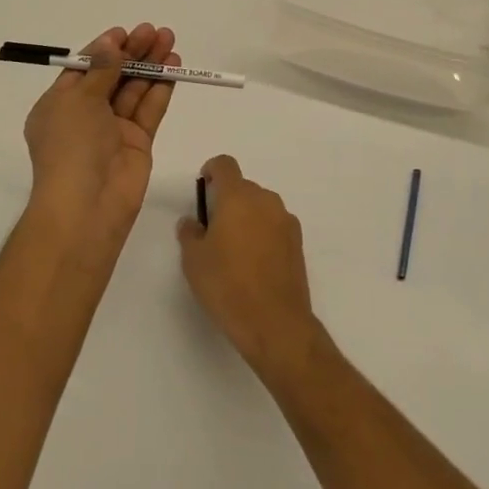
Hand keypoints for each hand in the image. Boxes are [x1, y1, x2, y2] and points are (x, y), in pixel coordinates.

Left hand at [23, 24, 178, 245]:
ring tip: (169, 39)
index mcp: (59, 105)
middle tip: (154, 31)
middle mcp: (85, 116)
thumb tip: (111, 43)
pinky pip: (149, 109)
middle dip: (133, 52)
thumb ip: (101, 69)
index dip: (104, 49)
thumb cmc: (71, 146)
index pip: (84, 69)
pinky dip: (161, 87)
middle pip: (112, 76)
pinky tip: (174, 66)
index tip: (125, 32)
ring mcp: (113, 130)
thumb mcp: (79, 99)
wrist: (87, 205)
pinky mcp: (138, 142)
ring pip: (134, 89)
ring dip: (150, 64)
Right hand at [177, 155, 322, 383]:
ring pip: (260, 206)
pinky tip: (254, 264)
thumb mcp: (194, 260)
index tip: (203, 189)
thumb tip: (193, 221)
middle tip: (212, 231)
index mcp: (238, 196)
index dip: (211, 171)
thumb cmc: (227, 286)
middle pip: (243, 187)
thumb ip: (190, 233)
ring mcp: (285, 220)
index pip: (225, 164)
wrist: (275, 323)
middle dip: (227, 201)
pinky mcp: (298, 241)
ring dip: (246, 217)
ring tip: (234, 252)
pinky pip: (274, 225)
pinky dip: (263, 233)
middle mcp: (265, 200)